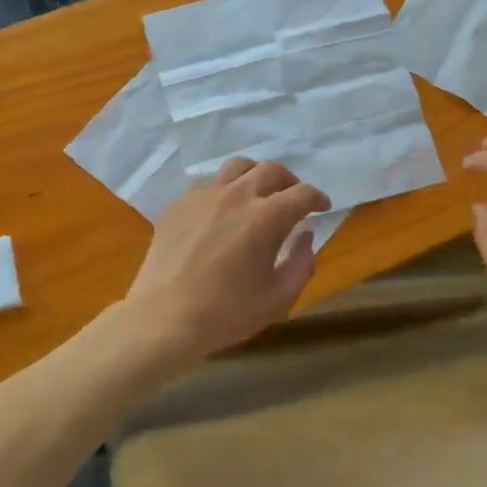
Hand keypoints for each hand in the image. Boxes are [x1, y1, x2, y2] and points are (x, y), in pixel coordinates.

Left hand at [124, 159, 330, 362]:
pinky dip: (225, 189)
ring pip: (237, 167)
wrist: (164, 318)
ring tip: (258, 194)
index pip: (302, 193)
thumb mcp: (278, 298)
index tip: (322, 207)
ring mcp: (204, 196)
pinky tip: (223, 210)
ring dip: (256, 176)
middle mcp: (236, 196)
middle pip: (271, 170)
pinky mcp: (179, 205)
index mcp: (266, 217)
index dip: (318, 198)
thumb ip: (301, 264)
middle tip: (293, 199)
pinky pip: (209, 184)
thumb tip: (306, 237)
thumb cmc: (227, 313)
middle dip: (290, 182)